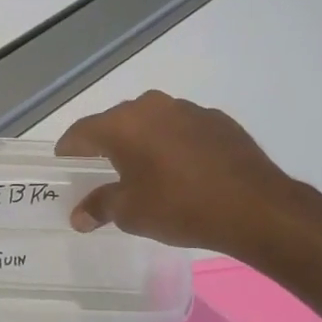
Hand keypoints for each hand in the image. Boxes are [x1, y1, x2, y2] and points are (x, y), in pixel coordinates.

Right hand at [55, 91, 297, 255]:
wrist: (256, 207)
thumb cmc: (180, 207)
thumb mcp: (130, 213)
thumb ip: (99, 207)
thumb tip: (79, 215)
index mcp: (122, 125)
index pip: (81, 132)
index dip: (69, 150)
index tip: (65, 167)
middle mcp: (152, 106)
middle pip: (116, 123)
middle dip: (106, 146)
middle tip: (103, 173)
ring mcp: (188, 110)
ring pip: (151, 123)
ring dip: (143, 143)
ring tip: (146, 173)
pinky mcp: (218, 120)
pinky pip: (182, 129)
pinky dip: (174, 145)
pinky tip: (183, 172)